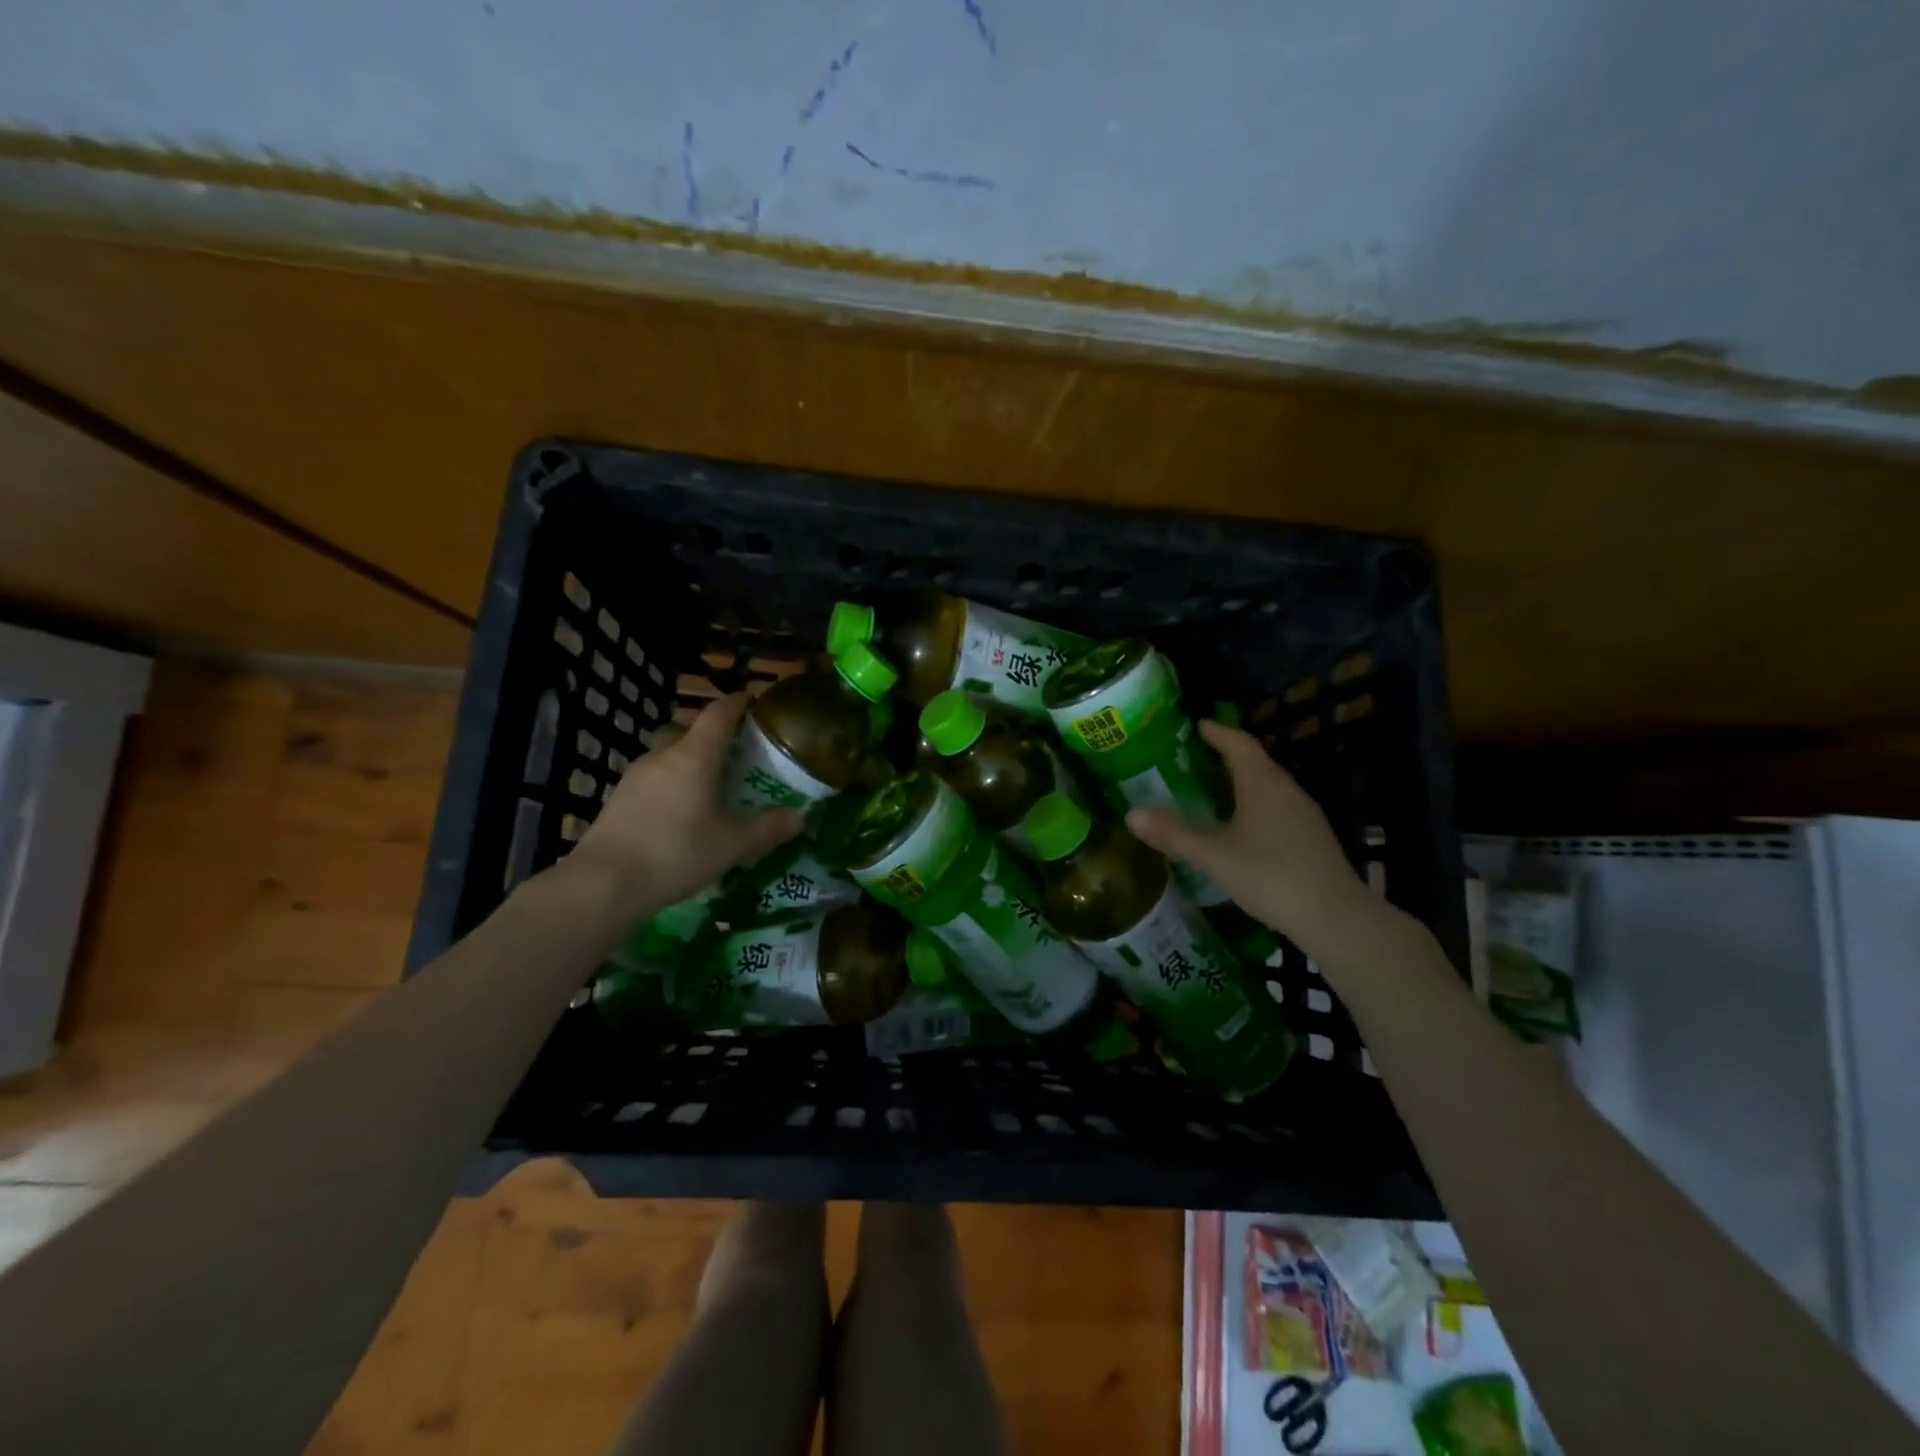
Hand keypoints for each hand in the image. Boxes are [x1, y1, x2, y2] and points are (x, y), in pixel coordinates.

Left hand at [563, 694, 803, 926]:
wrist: (604, 883)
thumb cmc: (677, 852)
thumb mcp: (733, 845)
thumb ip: (768, 828)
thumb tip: (799, 817)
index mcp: (695, 755)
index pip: (719, 713)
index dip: (738, 703)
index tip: (753, 700)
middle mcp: (663, 755)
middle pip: (689, 730)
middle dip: (712, 734)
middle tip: (735, 752)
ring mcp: (635, 776)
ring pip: (667, 755)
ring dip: (688, 761)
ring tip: (709, 785)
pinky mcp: (618, 799)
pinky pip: (652, 779)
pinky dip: (670, 784)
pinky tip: (679, 812)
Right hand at [1126, 720, 1385, 957]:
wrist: (1336, 917)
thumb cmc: (1270, 876)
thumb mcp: (1213, 856)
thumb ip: (1173, 834)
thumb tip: (1131, 814)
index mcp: (1262, 784)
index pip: (1238, 743)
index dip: (1217, 732)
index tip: (1196, 725)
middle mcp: (1286, 790)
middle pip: (1255, 761)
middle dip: (1226, 754)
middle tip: (1195, 758)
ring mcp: (1304, 813)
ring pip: (1269, 785)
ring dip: (1242, 780)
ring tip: (1212, 789)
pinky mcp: (1313, 836)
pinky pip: (1278, 805)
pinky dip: (1255, 803)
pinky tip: (1242, 825)